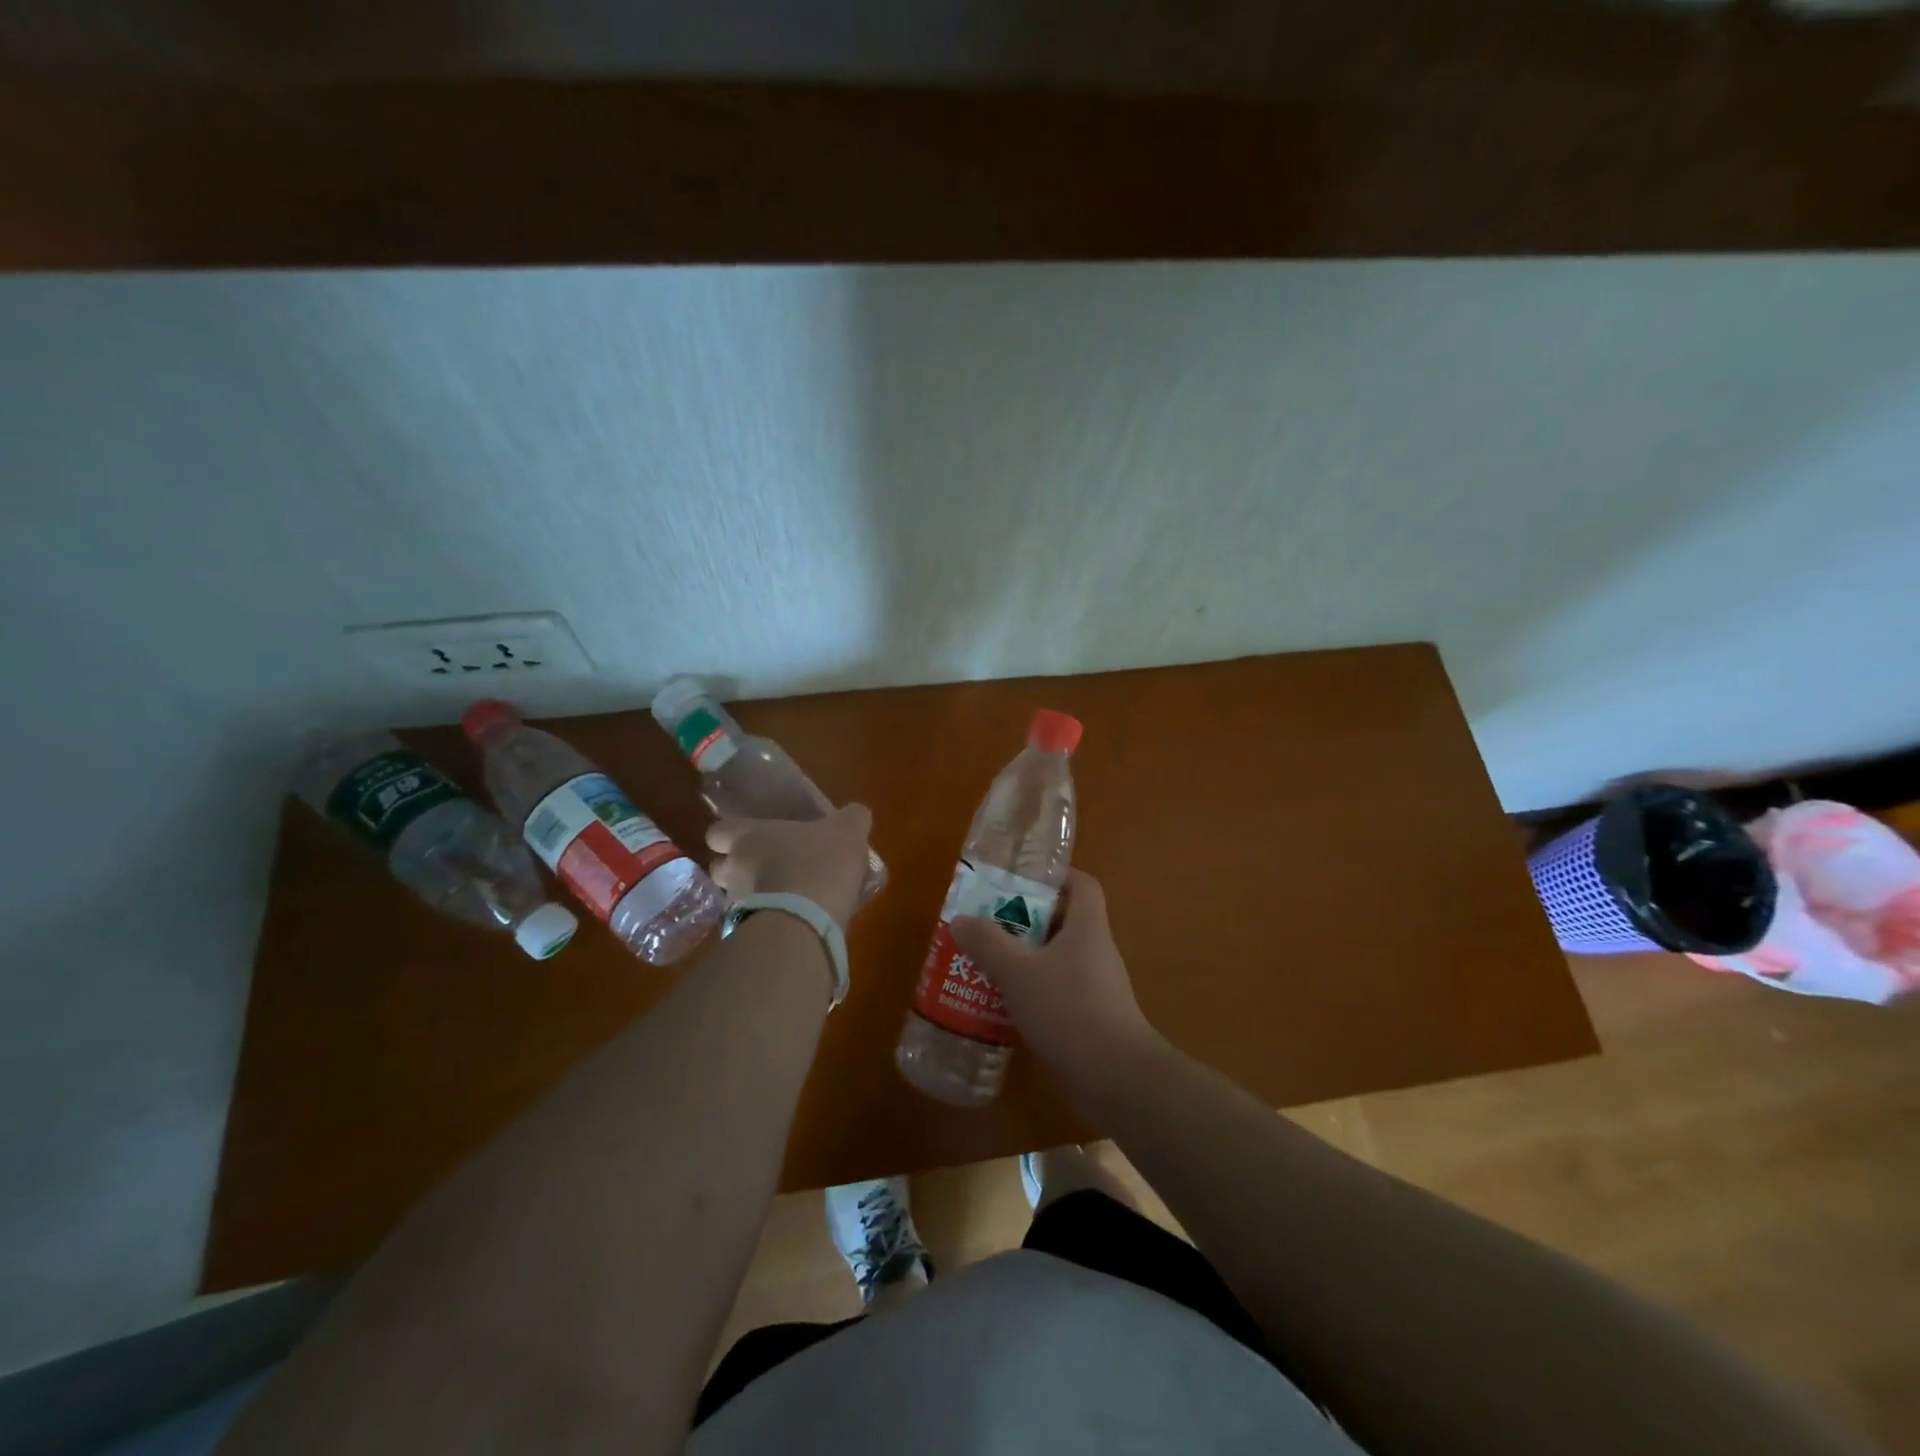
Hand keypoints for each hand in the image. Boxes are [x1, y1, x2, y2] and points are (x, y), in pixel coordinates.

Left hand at [705, 804, 873, 928]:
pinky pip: (752, 924)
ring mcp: (736, 905)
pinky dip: (767, 922)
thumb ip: (852, 817)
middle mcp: (732, 868)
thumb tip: (854, 814)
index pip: (717, 832)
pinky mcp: (747, 935)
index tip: (752, 838)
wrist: (804, 924)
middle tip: (769, 868)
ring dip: (755, 897)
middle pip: (721, 867)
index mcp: (746, 837)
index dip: (731, 835)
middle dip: (739, 868)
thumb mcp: (848, 830)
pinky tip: (794, 922)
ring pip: (736, 897)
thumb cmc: (818, 863)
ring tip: (785, 899)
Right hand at [950, 870, 1162, 1108]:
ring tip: (986, 962)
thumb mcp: (1018, 972)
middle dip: (1025, 919)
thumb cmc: (1069, 1009)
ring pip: (1056, 959)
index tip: (1019, 881)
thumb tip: (960, 919)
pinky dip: (1032, 991)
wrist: (1115, 1079)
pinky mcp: (1090, 1019)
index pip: (1081, 884)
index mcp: (1087, 927)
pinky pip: (1057, 991)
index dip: (1054, 876)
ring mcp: (1096, 987)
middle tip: (988, 923)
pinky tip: (1003, 1004)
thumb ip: (988, 943)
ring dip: (1025, 958)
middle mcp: (1096, 951)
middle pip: (1063, 920)